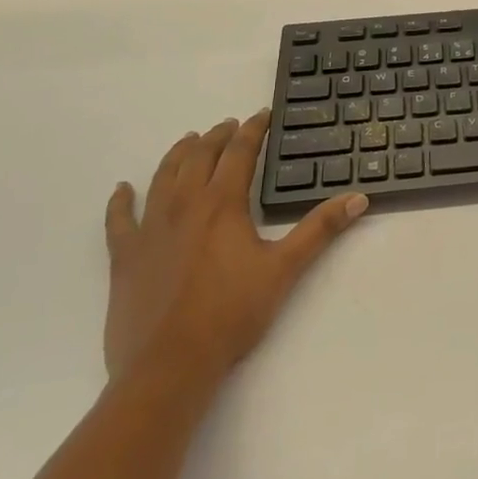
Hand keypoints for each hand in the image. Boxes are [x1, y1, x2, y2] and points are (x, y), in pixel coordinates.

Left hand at [103, 112, 367, 398]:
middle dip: (217, 136)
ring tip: (189, 140)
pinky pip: (119, 219)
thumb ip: (320, 229)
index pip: (239, 153)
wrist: (170, 364)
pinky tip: (122, 190)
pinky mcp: (125, 256)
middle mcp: (184, 205)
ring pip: (163, 177)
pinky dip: (120, 201)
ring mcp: (149, 229)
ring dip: (178, 154)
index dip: (252, 130)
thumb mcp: (285, 268)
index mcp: (222, 204)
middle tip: (229, 126)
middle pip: (199, 157)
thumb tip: (358, 198)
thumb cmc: (232, 313)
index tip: (262, 115)